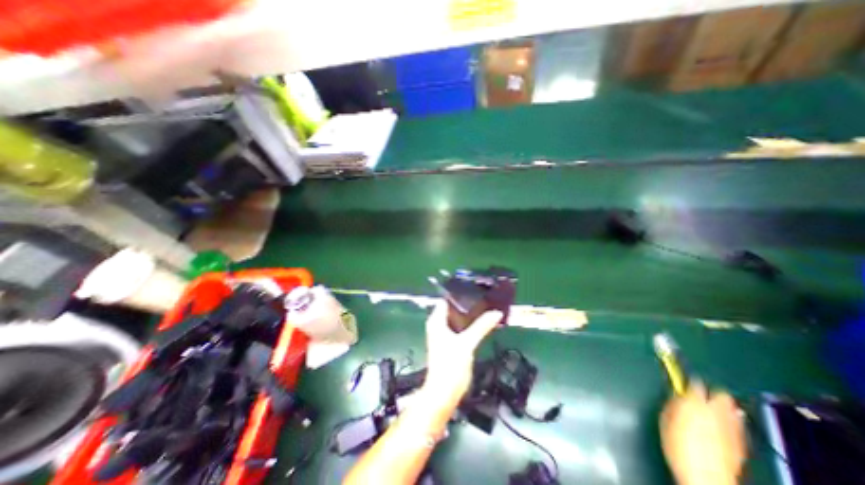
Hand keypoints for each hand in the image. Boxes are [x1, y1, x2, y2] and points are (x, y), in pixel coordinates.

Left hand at [419, 301, 500, 406]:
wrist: (444, 393)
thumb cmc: (450, 365)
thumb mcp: (467, 343)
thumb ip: (481, 327)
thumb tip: (496, 313)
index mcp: (436, 320)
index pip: (446, 300)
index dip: (458, 293)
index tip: (474, 288)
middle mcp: (438, 324)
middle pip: (452, 308)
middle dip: (467, 303)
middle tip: (484, 296)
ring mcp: (444, 334)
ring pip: (457, 318)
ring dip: (469, 314)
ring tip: (486, 306)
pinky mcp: (450, 342)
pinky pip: (460, 327)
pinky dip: (469, 324)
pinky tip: (482, 322)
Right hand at [663, 383, 743, 484]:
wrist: (706, 478)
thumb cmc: (677, 445)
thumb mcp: (665, 420)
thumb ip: (672, 404)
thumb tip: (675, 396)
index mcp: (694, 403)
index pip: (695, 383)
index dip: (689, 382)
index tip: (683, 384)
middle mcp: (716, 411)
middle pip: (721, 394)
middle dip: (712, 393)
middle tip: (701, 396)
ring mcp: (732, 427)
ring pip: (733, 408)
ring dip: (723, 407)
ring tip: (713, 411)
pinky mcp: (742, 442)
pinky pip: (738, 424)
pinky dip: (730, 421)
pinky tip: (722, 427)